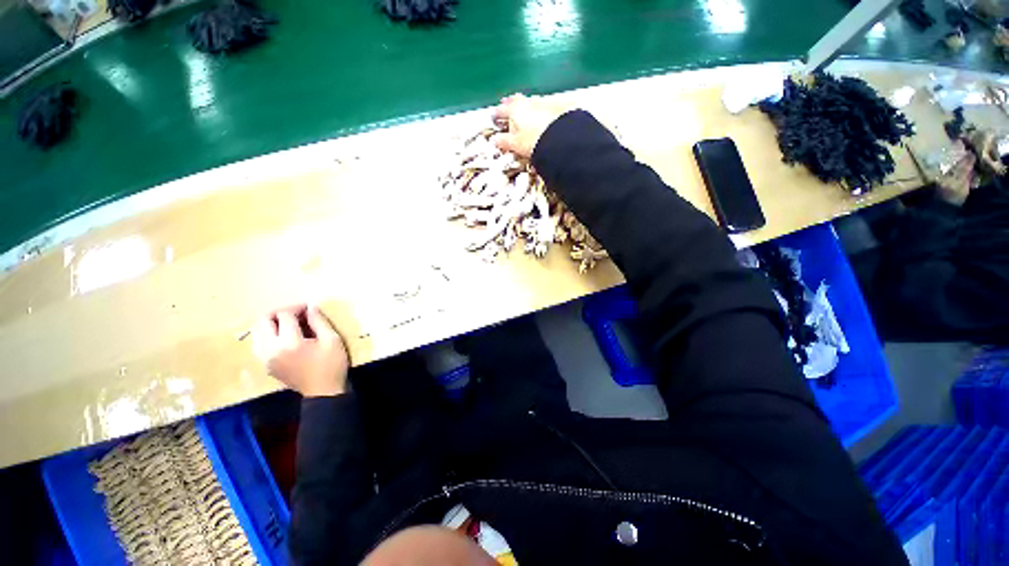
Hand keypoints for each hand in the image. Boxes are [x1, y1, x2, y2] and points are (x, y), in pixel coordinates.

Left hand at [252, 304, 349, 396]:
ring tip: (291, 323)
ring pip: (257, 331)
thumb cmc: (332, 365)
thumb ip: (319, 321)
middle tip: (297, 313)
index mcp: (289, 343)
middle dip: (279, 312)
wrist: (323, 392)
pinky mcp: (265, 365)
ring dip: (272, 323)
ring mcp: (265, 359)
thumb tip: (311, 307)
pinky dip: (269, 334)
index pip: (283, 316)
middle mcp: (271, 350)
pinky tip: (285, 336)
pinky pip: (259, 343)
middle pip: (263, 321)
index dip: (296, 308)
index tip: (310, 308)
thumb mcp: (332, 340)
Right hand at [492, 93, 569, 158]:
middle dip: (511, 104)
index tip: (494, 117)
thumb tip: (495, 140)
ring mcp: (544, 103)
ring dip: (526, 106)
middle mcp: (528, 102)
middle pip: (516, 101)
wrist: (563, 138)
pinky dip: (541, 111)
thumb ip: (504, 141)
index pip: (501, 110)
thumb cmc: (536, 141)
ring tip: (525, 114)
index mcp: (515, 110)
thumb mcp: (516, 144)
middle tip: (507, 108)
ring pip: (531, 102)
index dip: (497, 114)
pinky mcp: (558, 106)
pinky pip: (546, 107)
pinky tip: (543, 117)